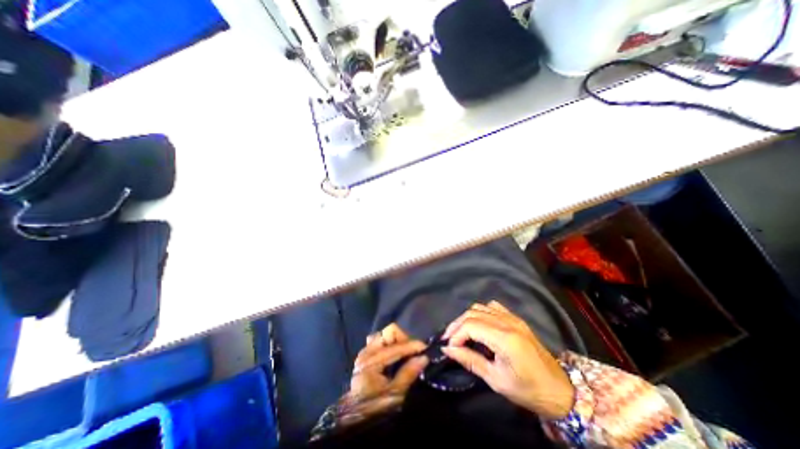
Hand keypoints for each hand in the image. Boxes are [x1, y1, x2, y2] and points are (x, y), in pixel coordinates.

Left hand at [341, 325, 431, 425]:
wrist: (357, 421)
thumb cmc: (376, 408)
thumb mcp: (395, 394)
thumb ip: (408, 373)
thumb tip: (424, 358)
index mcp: (372, 360)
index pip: (396, 346)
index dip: (413, 345)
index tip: (426, 347)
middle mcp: (367, 351)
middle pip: (388, 332)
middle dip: (404, 338)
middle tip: (414, 350)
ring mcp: (365, 352)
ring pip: (384, 335)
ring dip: (397, 340)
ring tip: (406, 352)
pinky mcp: (366, 356)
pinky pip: (380, 341)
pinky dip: (390, 344)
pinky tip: (397, 355)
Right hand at [437, 299, 574, 418]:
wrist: (560, 390)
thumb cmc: (528, 390)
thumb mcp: (496, 380)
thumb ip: (470, 360)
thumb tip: (448, 349)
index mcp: (505, 339)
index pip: (471, 326)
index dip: (456, 334)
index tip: (448, 347)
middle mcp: (507, 322)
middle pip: (473, 313)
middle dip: (457, 325)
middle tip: (449, 339)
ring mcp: (512, 317)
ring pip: (480, 307)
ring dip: (467, 318)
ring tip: (460, 332)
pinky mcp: (515, 318)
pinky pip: (492, 306)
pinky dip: (480, 312)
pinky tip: (478, 324)